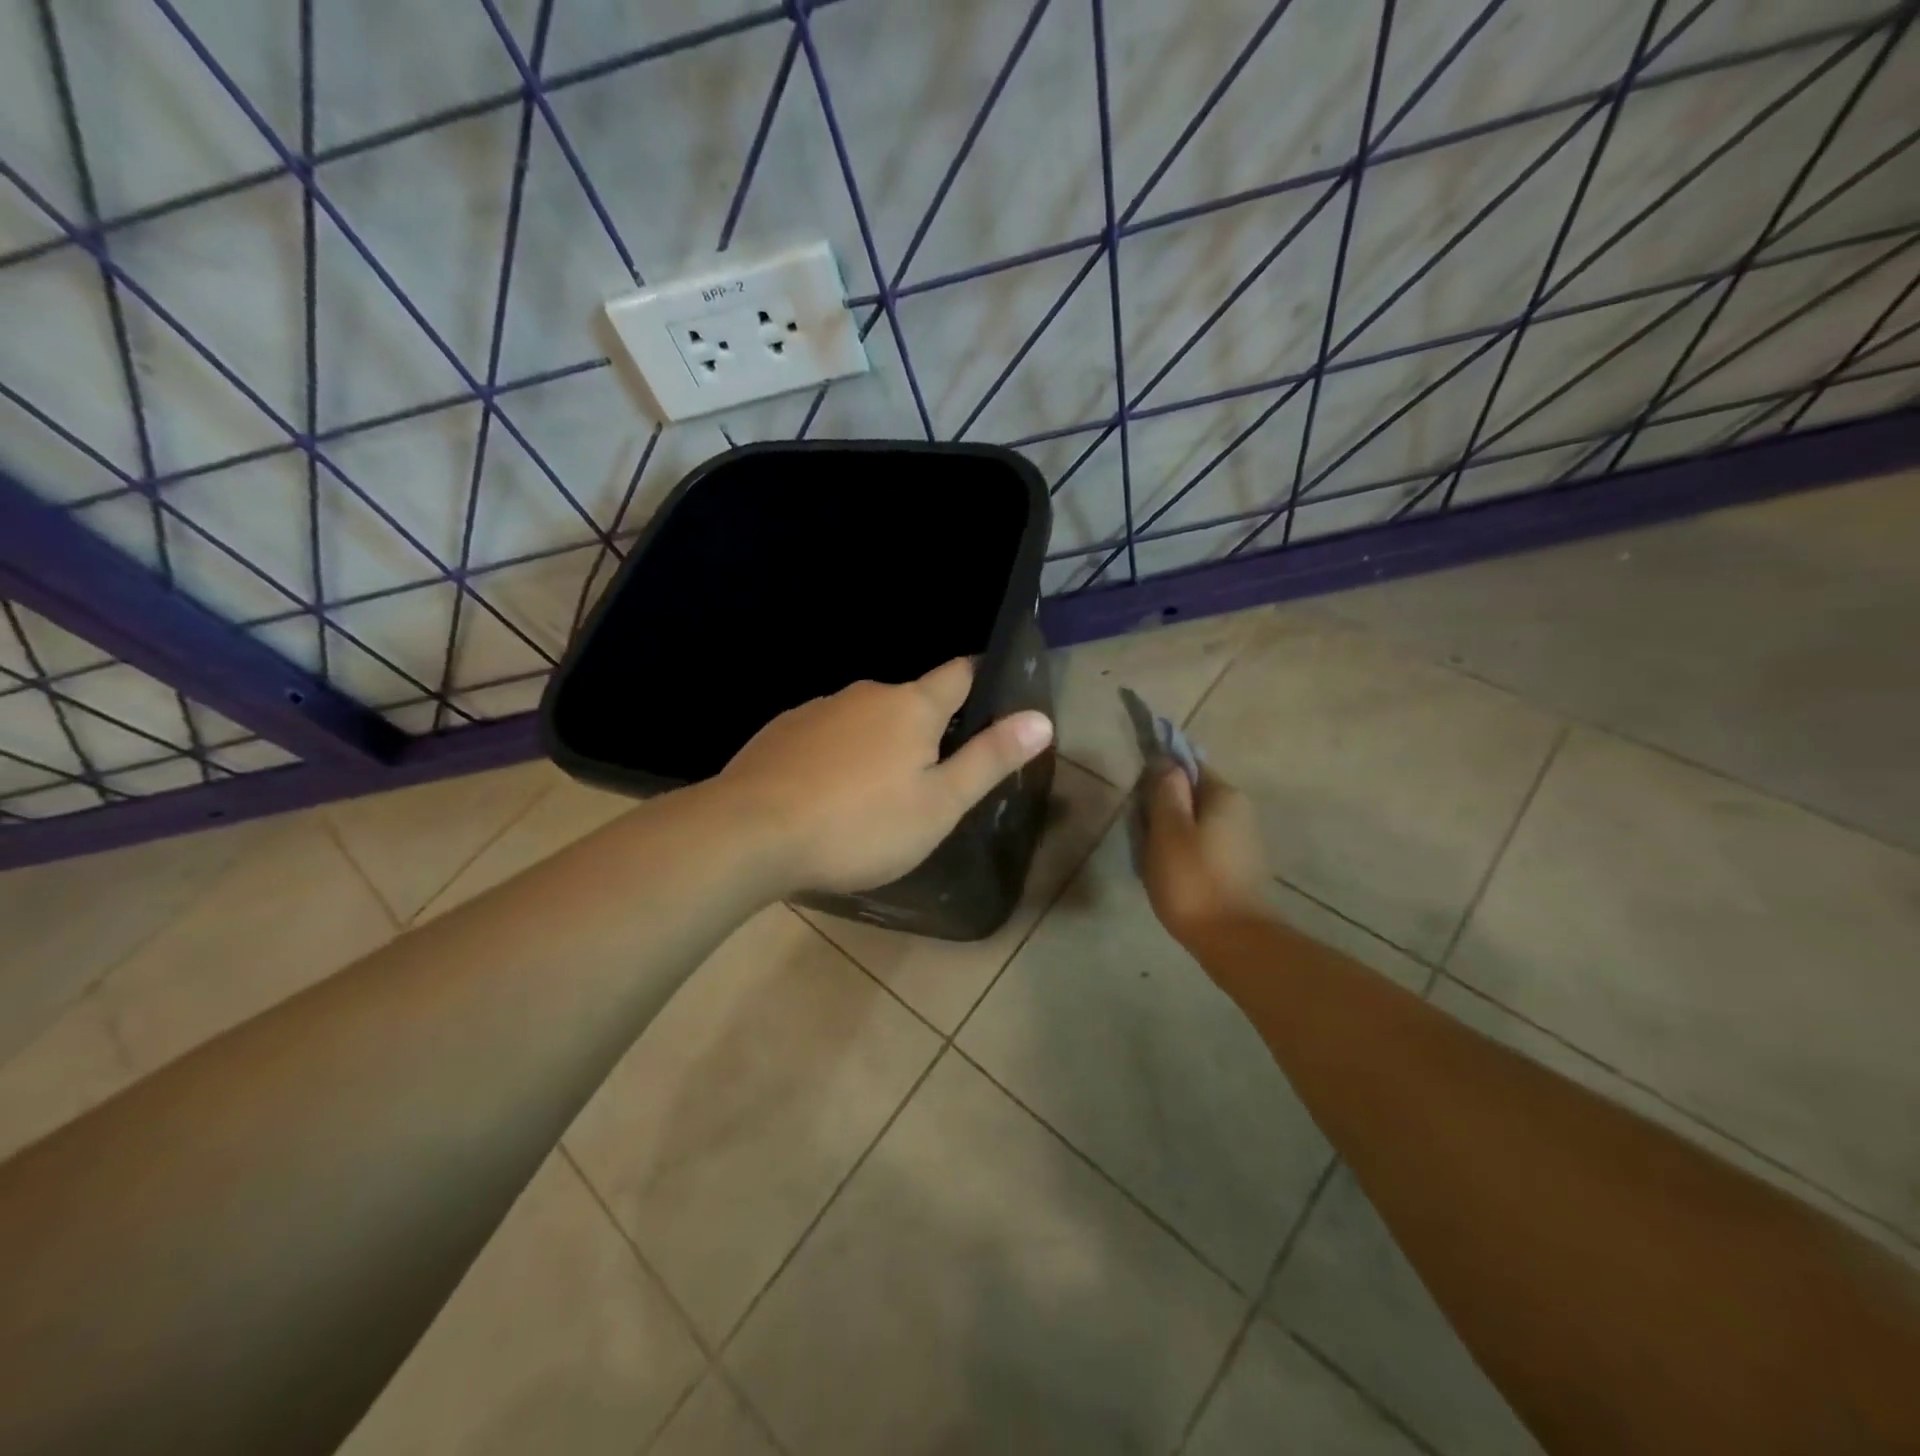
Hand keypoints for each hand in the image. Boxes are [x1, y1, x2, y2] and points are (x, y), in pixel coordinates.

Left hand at [716, 658, 1053, 895]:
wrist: (749, 833)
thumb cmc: (859, 824)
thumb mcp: (938, 804)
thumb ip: (989, 759)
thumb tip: (1041, 719)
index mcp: (912, 706)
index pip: (959, 673)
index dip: (981, 677)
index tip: (994, 694)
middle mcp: (866, 694)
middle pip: (911, 700)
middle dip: (928, 727)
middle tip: (933, 777)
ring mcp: (818, 709)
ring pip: (865, 719)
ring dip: (879, 744)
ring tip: (876, 794)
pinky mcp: (782, 731)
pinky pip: (827, 735)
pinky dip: (838, 756)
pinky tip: (828, 794)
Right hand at [1140, 763, 1273, 946]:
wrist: (1234, 941)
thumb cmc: (1193, 880)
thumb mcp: (1168, 830)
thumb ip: (1165, 791)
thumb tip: (1165, 762)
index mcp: (1224, 795)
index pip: (1187, 766)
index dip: (1158, 777)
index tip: (1138, 801)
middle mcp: (1240, 810)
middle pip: (1191, 795)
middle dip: (1163, 809)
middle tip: (1141, 835)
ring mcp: (1243, 839)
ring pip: (1195, 822)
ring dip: (1171, 834)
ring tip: (1151, 858)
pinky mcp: (1240, 866)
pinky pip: (1204, 845)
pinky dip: (1184, 853)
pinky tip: (1171, 874)